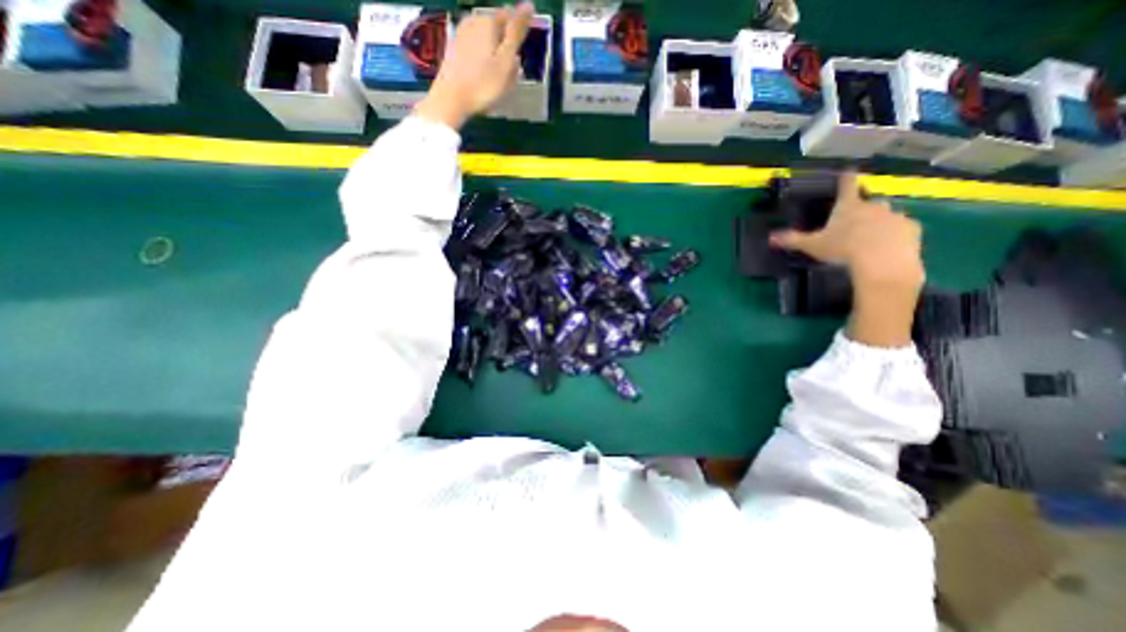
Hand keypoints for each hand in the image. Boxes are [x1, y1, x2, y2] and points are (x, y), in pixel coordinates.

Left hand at [413, 3, 535, 128]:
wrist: (451, 99)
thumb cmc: (484, 84)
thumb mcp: (506, 60)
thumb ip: (516, 32)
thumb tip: (529, 4)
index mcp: (488, 22)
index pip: (510, 18)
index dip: (519, 34)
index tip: (523, 53)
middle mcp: (473, 22)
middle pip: (497, 31)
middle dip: (506, 48)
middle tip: (512, 74)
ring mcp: (460, 35)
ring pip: (486, 42)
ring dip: (495, 57)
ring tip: (500, 80)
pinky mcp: (453, 51)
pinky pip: (475, 52)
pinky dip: (484, 63)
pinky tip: (485, 79)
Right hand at [770, 174, 926, 347]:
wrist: (882, 262)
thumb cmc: (843, 249)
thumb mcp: (812, 246)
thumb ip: (792, 240)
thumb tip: (769, 238)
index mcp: (849, 206)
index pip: (846, 184)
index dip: (846, 176)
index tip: (848, 169)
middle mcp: (874, 206)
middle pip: (869, 201)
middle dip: (863, 208)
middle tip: (854, 223)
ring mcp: (895, 216)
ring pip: (886, 215)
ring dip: (879, 222)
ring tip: (870, 239)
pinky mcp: (911, 229)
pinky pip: (901, 229)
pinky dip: (895, 235)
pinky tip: (887, 248)